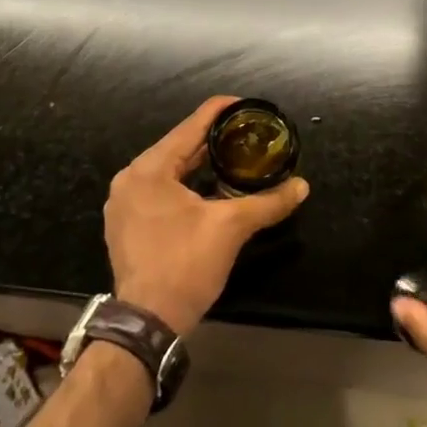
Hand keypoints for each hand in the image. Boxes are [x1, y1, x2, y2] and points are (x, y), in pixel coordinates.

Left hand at [105, 96, 308, 335]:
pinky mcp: (125, 224)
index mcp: (149, 169)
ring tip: (232, 156)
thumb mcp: (230, 228)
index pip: (191, 126)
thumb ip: (267, 202)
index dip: (221, 111)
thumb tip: (302, 186)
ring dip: (198, 163)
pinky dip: (183, 184)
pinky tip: (207, 189)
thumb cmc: (185, 265)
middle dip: (212, 140)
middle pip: (178, 147)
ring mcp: (123, 203)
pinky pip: (158, 191)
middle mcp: (130, 178)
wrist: (147, 322)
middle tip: (246, 133)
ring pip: (168, 170)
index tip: (247, 104)